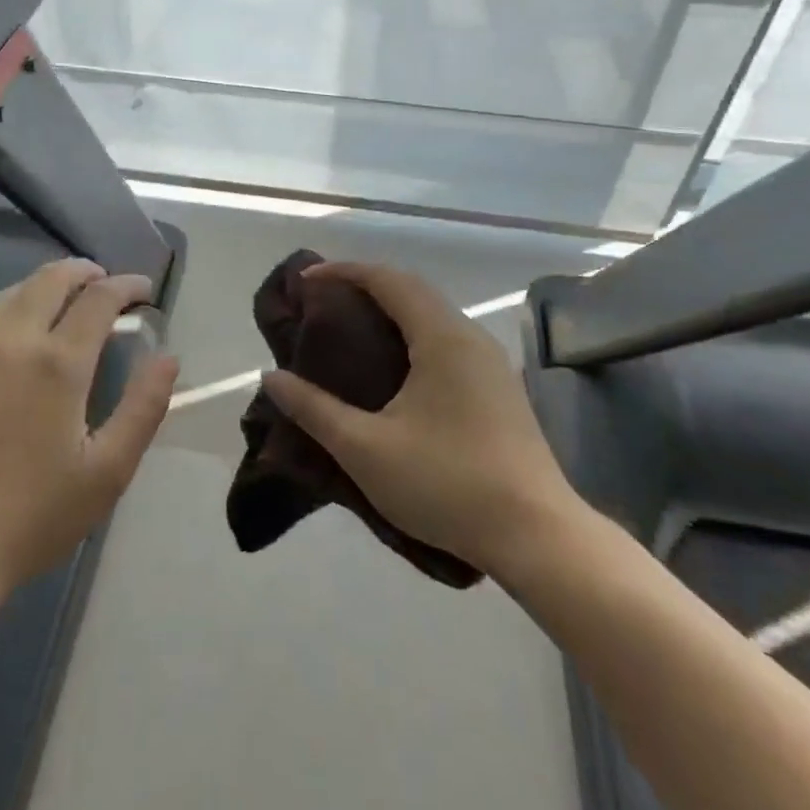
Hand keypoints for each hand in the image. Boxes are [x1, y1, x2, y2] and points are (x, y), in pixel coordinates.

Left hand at [0, 259, 178, 613]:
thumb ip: (144, 407)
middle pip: (50, 280)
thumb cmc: (32, 518)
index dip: (127, 286)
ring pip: (7, 296)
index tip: (144, 291)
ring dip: (40, 287)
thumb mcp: (108, 471)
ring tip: (59, 300)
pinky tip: (1, 336)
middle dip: (84, 272)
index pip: (99, 299)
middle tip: (104, 283)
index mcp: (58, 363)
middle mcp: (10, 342)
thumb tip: (167, 357)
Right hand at [262, 262, 584, 579]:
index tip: (306, 282)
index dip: (344, 272)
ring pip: (433, 317)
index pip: (388, 280)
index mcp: (442, 338)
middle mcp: (470, 338)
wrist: (538, 537)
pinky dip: (412, 336)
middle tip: (323, 305)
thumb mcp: (366, 450)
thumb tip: (271, 378)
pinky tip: (394, 371)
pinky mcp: (499, 390)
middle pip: (413, 291)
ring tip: (352, 332)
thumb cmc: (447, 484)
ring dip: (391, 312)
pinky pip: (447, 341)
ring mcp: (491, 364)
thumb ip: (314, 410)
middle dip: (365, 287)